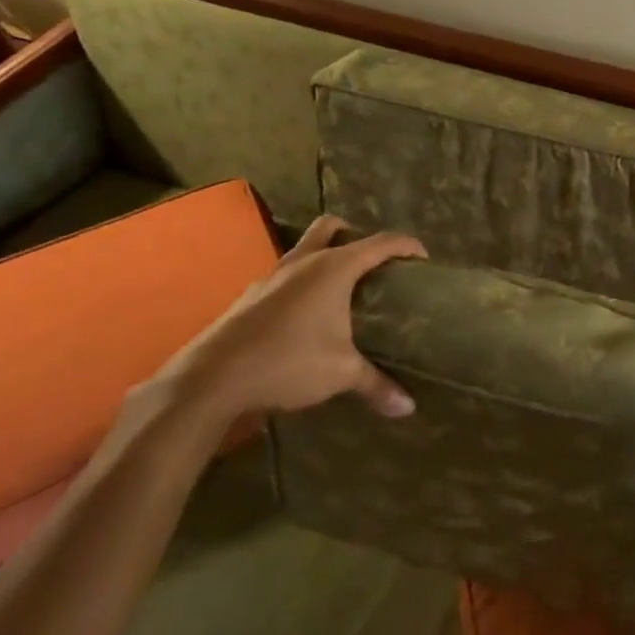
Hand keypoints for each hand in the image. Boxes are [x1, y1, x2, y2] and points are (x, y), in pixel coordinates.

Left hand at [157, 215, 425, 427]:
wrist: (211, 380)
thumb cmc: (287, 362)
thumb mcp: (341, 373)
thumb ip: (376, 385)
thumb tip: (408, 407)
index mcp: (334, 268)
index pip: (381, 242)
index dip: (406, 245)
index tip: (424, 258)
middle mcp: (304, 262)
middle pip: (333, 227)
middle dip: (355, 234)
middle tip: (372, 263)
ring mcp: (272, 276)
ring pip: (304, 248)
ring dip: (324, 257)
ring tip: (341, 289)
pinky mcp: (250, 296)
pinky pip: (284, 276)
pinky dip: (301, 283)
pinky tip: (306, 315)